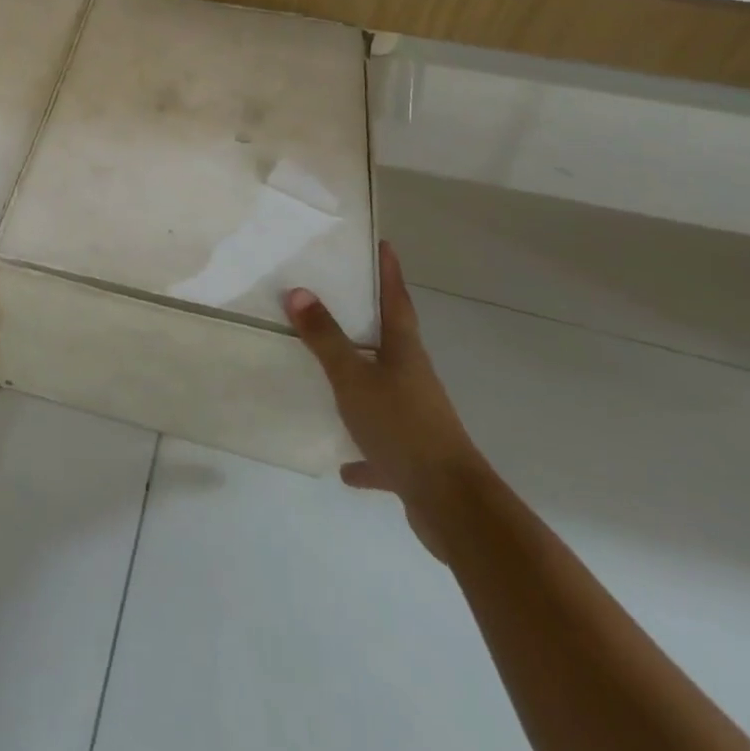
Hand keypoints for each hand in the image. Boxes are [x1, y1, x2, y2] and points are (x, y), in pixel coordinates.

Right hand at [285, 242, 486, 560]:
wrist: (451, 504)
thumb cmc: (402, 426)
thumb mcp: (353, 378)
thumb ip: (325, 338)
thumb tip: (298, 291)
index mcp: (404, 353)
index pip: (396, 300)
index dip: (389, 272)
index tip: (384, 245)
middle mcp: (413, 379)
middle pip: (391, 342)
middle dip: (368, 321)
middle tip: (338, 299)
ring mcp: (416, 418)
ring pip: (384, 392)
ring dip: (361, 385)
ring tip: (330, 377)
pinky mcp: (413, 458)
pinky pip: (381, 447)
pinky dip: (364, 452)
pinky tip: (344, 465)